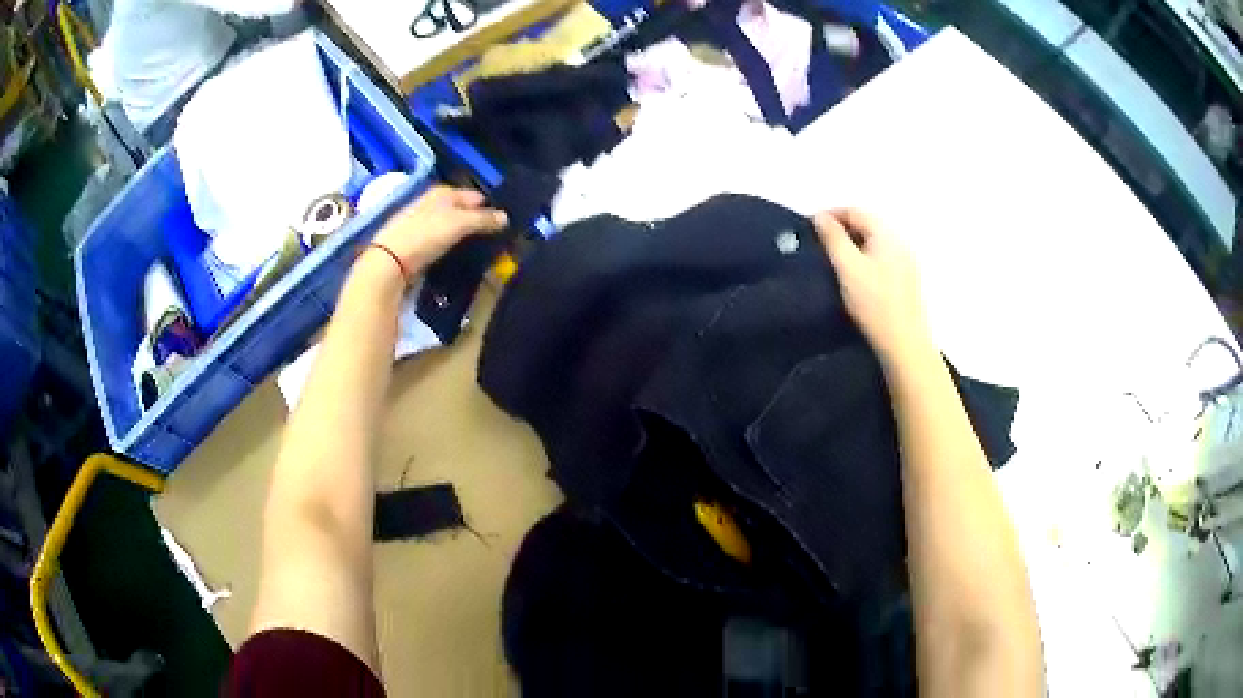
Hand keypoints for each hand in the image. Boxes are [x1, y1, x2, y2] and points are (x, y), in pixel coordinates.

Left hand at [372, 186, 507, 272]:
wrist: (388, 261)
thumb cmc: (426, 235)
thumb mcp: (459, 224)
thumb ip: (483, 220)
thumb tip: (505, 217)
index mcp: (442, 193)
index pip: (470, 195)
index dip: (485, 205)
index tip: (500, 219)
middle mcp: (428, 203)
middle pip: (456, 209)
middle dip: (471, 218)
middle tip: (489, 234)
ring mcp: (417, 223)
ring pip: (445, 224)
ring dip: (458, 233)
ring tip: (472, 246)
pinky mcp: (410, 243)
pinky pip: (434, 239)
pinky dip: (444, 244)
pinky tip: (451, 254)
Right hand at [813, 208, 931, 364]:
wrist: (903, 343)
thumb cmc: (873, 303)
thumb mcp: (847, 267)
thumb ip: (832, 238)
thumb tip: (820, 217)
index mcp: (886, 234)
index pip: (855, 211)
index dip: (830, 215)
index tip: (809, 228)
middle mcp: (899, 242)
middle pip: (866, 225)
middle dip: (841, 230)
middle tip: (818, 245)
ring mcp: (905, 261)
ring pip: (873, 243)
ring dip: (852, 245)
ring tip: (832, 261)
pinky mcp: (906, 280)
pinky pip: (881, 258)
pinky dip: (864, 259)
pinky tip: (854, 277)